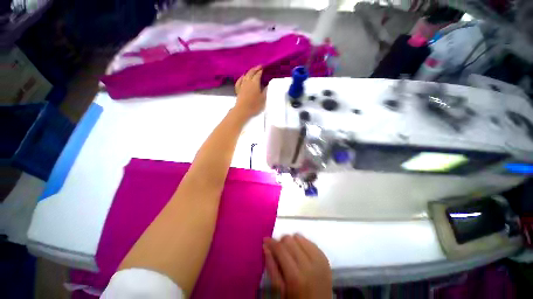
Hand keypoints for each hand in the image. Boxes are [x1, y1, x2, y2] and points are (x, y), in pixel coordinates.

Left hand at [234, 66, 265, 118]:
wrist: (243, 110)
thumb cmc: (254, 105)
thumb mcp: (263, 98)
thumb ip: (265, 90)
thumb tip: (266, 84)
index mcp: (255, 83)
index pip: (258, 74)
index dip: (261, 70)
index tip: (264, 67)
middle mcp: (248, 82)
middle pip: (251, 72)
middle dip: (256, 68)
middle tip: (260, 66)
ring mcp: (242, 85)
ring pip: (245, 75)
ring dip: (249, 71)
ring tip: (253, 70)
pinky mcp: (238, 90)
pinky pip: (239, 81)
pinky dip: (241, 77)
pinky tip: (243, 77)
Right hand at [263, 234, 331, 298]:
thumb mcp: (280, 290)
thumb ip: (271, 267)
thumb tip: (266, 246)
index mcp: (295, 277)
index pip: (281, 249)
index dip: (271, 242)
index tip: (266, 240)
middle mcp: (309, 265)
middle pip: (290, 240)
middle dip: (281, 242)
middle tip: (279, 251)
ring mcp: (319, 260)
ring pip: (299, 237)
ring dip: (292, 242)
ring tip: (291, 252)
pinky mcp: (325, 258)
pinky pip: (310, 241)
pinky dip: (302, 243)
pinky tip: (300, 253)